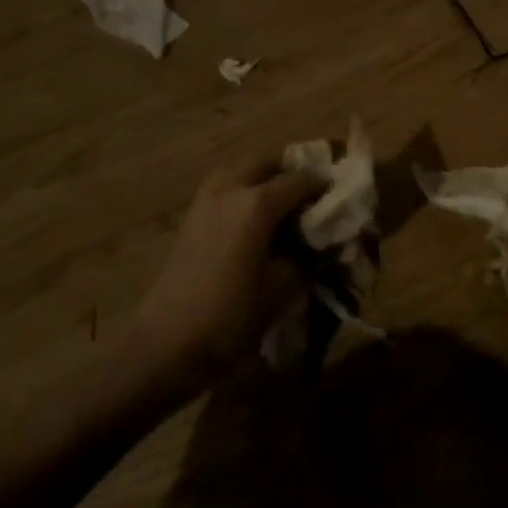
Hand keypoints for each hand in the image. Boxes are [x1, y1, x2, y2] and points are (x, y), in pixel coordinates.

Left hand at [133, 158, 323, 382]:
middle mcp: (229, 190)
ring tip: (282, 202)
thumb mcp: (283, 288)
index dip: (323, 185)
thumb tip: (320, 243)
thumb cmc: (231, 315)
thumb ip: (307, 257)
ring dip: (262, 177)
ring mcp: (204, 202)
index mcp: (256, 203)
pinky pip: (222, 189)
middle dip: (290, 171)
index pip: (299, 180)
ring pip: (239, 171)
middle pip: (265, 163)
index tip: (340, 195)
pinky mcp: (190, 219)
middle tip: (310, 192)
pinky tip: (253, 218)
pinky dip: (242, 191)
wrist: (167, 344)